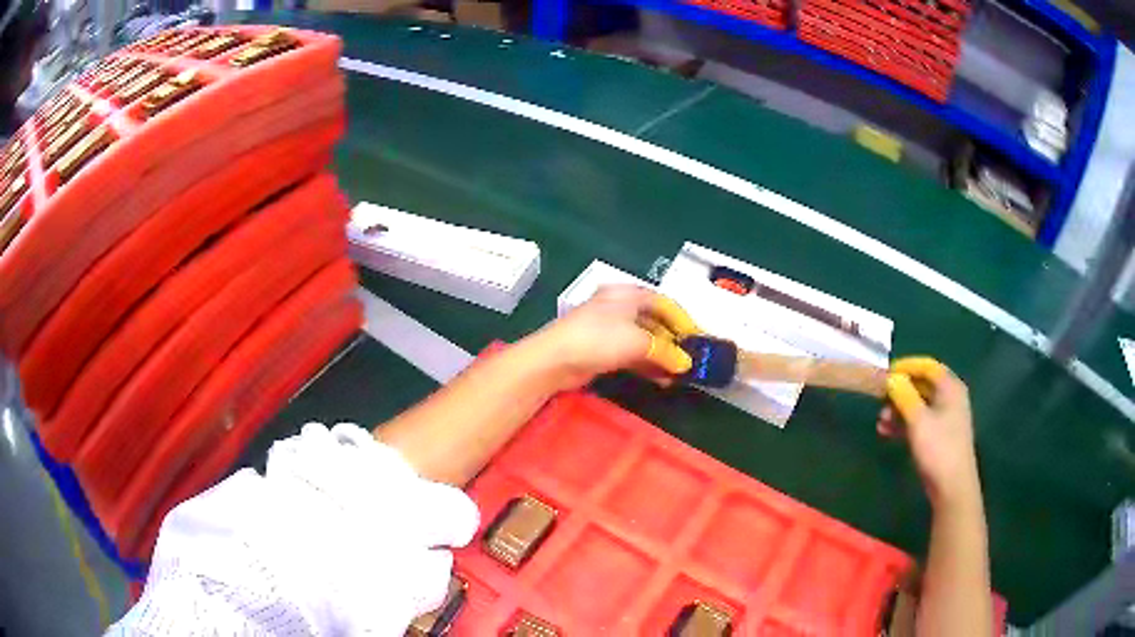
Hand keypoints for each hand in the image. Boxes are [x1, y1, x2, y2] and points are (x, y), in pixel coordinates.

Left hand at [528, 285, 700, 389]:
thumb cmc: (599, 339)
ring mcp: (609, 329)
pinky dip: (648, 364)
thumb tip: (686, 364)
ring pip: (644, 340)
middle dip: (674, 341)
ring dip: (662, 356)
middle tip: (691, 359)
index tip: (699, 339)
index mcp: (628, 294)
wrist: (555, 360)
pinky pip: (632, 355)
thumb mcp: (639, 342)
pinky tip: (662, 379)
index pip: (664, 303)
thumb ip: (666, 351)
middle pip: (654, 321)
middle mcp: (619, 307)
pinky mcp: (602, 350)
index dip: (683, 320)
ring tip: (679, 374)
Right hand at [878, 357, 980, 510]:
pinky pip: (919, 421)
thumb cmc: (938, 448)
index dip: (906, 367)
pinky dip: (903, 424)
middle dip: (900, 390)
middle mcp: (949, 398)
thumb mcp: (918, 420)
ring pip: (918, 405)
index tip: (886, 374)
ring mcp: (944, 418)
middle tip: (880, 399)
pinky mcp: (938, 436)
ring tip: (881, 421)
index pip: (927, 366)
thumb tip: (890, 378)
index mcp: (950, 388)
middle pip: (922, 385)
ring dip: (898, 409)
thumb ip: (904, 395)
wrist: (952, 487)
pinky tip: (887, 432)